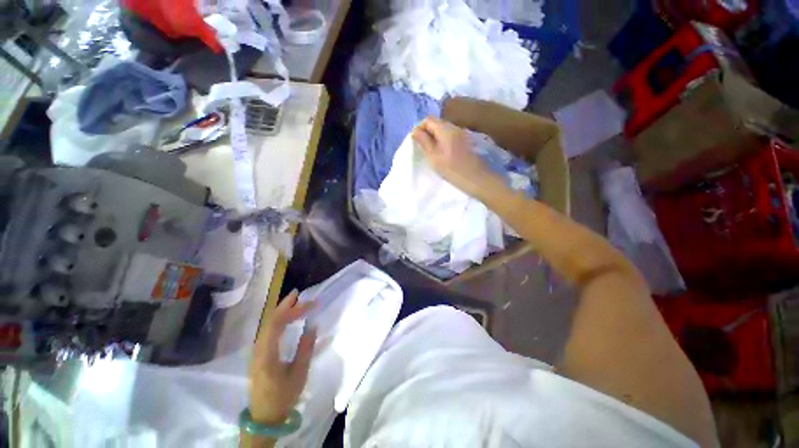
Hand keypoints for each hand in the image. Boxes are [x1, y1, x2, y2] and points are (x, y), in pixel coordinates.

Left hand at [249, 290, 315, 424]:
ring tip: (294, 301)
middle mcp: (258, 349)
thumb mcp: (299, 373)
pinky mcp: (259, 354)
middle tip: (298, 293)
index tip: (312, 304)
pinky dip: (278, 320)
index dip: (295, 310)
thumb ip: (306, 348)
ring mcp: (257, 351)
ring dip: (281, 311)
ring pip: (267, 324)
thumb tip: (313, 325)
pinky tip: (286, 318)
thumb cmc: (283, 396)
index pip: (279, 323)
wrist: (264, 417)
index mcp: (267, 353)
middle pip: (270, 321)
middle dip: (285, 305)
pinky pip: (267, 331)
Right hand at [412, 117, 496, 196]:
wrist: (475, 178)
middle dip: (427, 132)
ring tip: (431, 152)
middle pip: (436, 123)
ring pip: (443, 130)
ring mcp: (462, 133)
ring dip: (434, 137)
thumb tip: (415, 131)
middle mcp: (455, 126)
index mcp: (445, 129)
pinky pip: (450, 136)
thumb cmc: (452, 169)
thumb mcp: (433, 156)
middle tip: (422, 148)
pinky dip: (442, 141)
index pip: (428, 119)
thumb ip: (424, 141)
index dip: (419, 128)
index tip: (416, 141)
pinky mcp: (465, 141)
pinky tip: (442, 153)